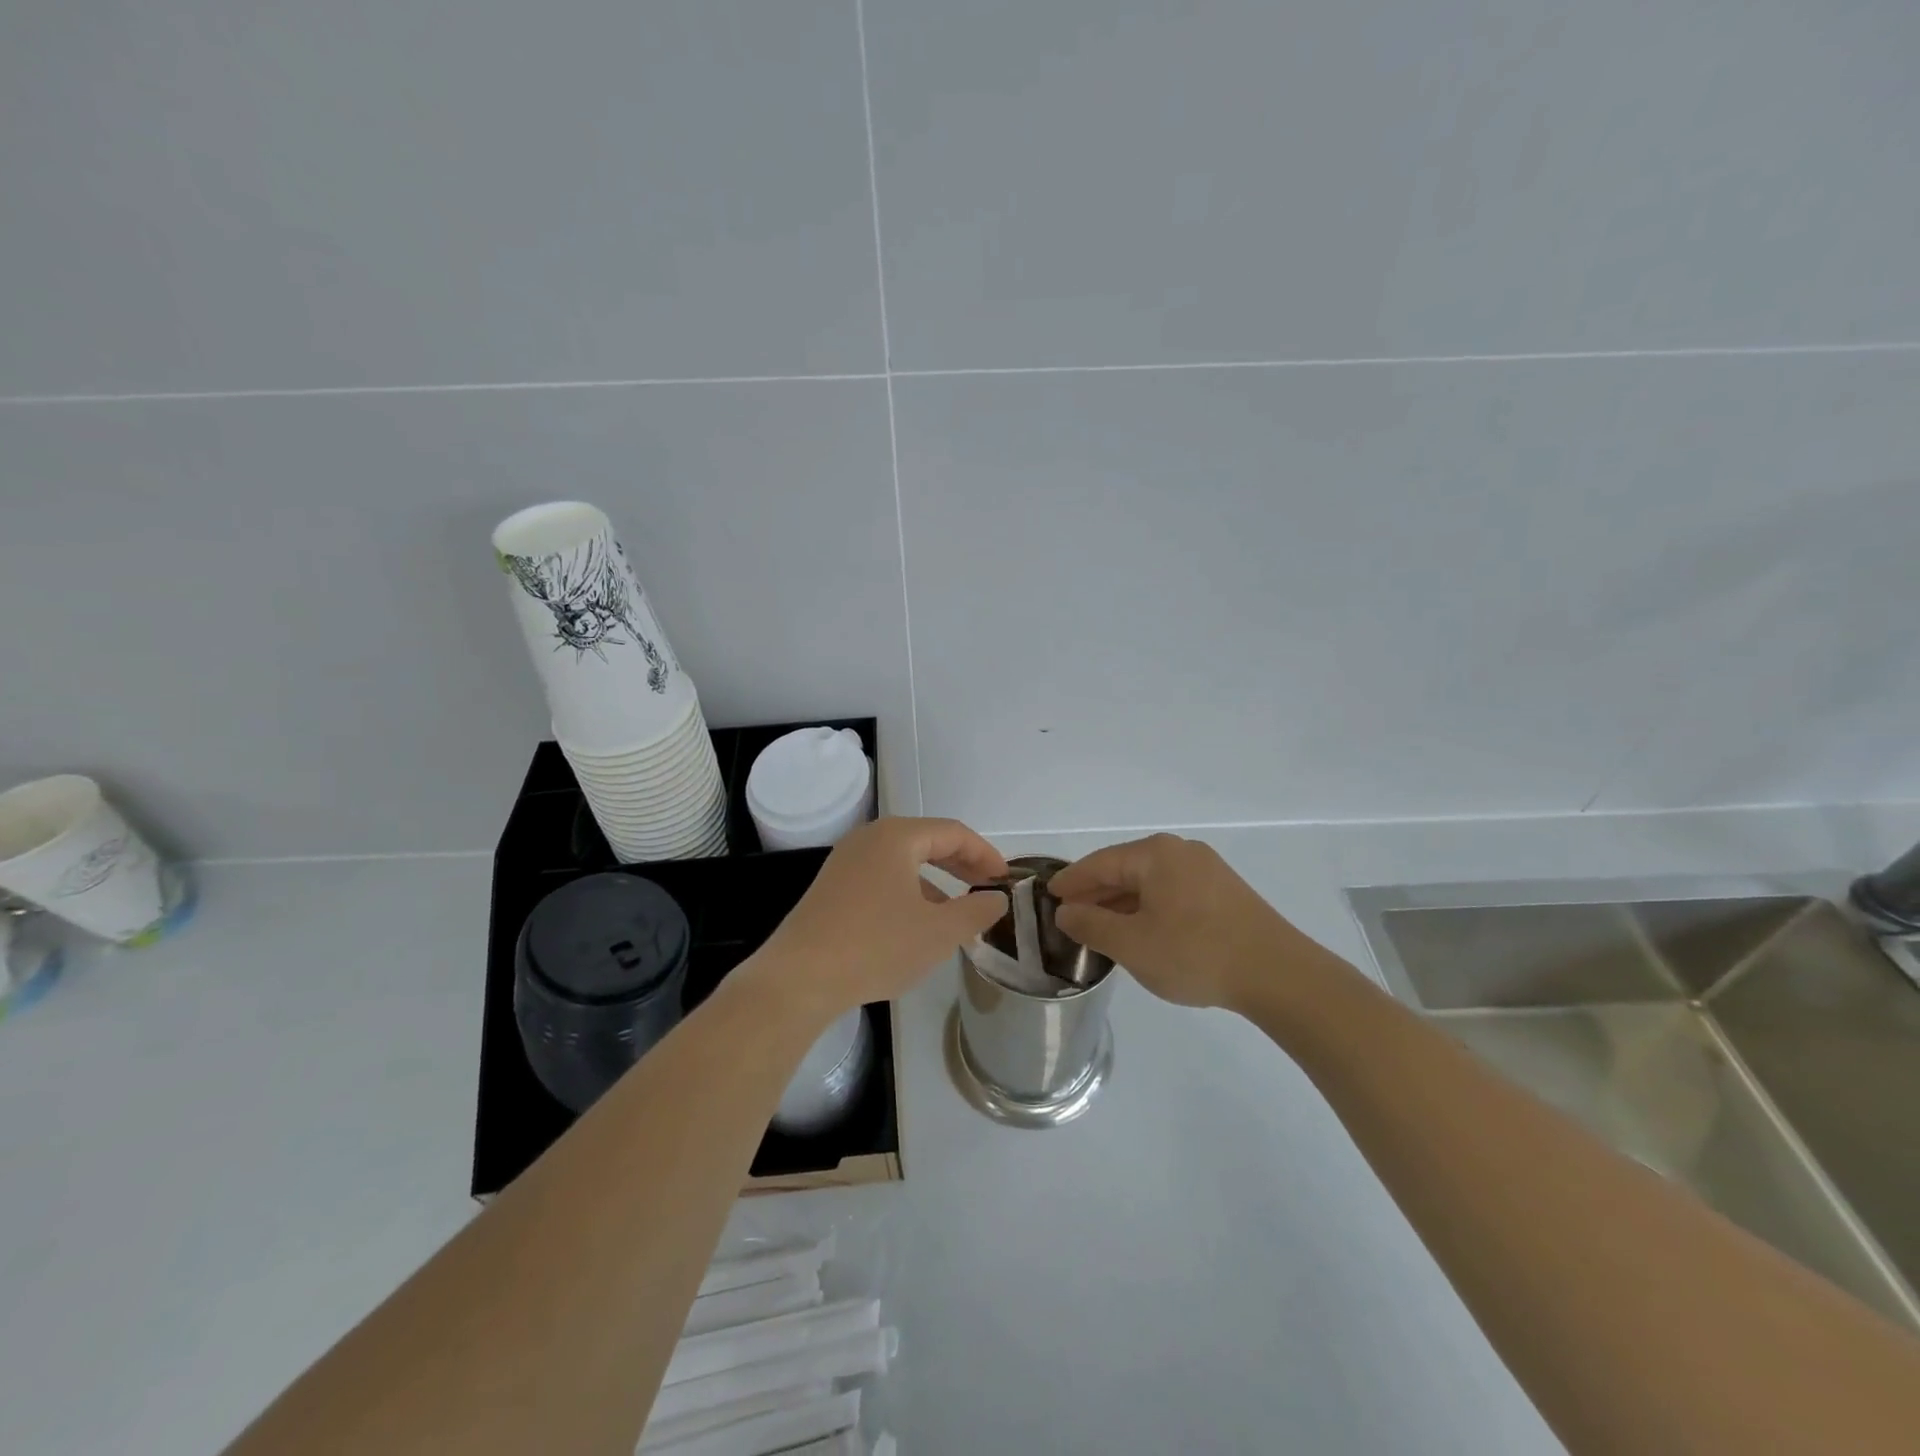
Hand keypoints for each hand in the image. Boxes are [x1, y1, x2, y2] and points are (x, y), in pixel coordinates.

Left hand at [752, 817, 1008, 1023]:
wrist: (799, 978)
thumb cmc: (876, 946)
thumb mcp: (939, 933)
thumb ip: (976, 911)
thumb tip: (997, 899)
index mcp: (897, 837)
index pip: (954, 833)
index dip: (986, 854)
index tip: (1006, 879)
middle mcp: (869, 839)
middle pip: (928, 841)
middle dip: (962, 865)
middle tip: (988, 890)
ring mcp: (846, 861)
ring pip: (904, 861)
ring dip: (936, 881)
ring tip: (958, 912)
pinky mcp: (832, 887)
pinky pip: (882, 877)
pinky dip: (909, 891)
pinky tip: (917, 924)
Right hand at [1049, 833, 1323, 1011]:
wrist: (1279, 975)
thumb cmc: (1196, 953)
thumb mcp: (1132, 944)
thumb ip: (1092, 924)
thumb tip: (1066, 911)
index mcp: (1154, 855)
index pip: (1099, 864)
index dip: (1071, 881)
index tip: (1048, 895)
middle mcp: (1180, 851)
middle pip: (1124, 868)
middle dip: (1095, 892)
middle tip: (1069, 914)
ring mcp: (1206, 869)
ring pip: (1149, 881)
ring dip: (1122, 902)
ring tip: (1100, 926)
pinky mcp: (1224, 891)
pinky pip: (1172, 891)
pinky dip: (1148, 907)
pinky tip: (1142, 930)